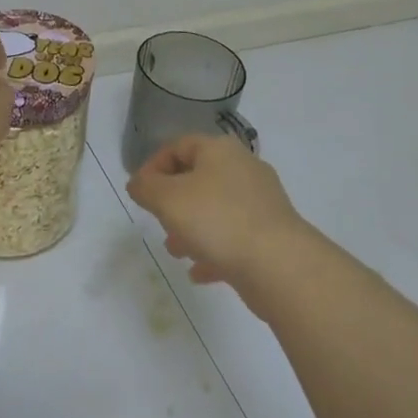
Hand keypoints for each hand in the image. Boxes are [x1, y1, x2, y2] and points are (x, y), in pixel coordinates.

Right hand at [126, 135, 312, 297]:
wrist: (279, 264)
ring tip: (177, 251)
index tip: (139, 193)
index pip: (178, 146)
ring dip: (191, 229)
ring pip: (215, 209)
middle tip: (160, 223)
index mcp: (219, 150)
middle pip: (198, 178)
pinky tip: (200, 272)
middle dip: (173, 203)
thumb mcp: (168, 199)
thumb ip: (146, 188)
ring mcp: (260, 202)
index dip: (153, 166)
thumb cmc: (217, 220)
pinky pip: (233, 237)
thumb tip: (138, 182)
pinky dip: (213, 250)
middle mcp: (242, 168)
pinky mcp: (270, 233)